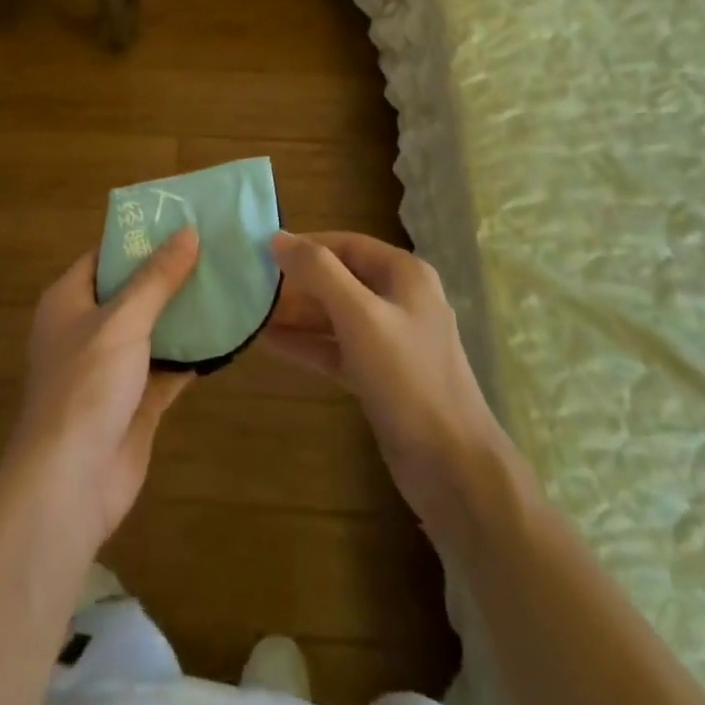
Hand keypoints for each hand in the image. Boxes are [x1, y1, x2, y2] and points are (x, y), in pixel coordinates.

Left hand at [3, 227, 199, 552]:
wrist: (70, 483)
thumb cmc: (86, 385)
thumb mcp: (123, 320)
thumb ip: (157, 278)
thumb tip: (188, 231)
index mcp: (69, 301)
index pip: (106, 254)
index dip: (140, 236)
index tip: (181, 218)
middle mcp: (87, 329)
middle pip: (132, 290)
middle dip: (170, 272)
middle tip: (214, 246)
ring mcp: (111, 368)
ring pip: (153, 328)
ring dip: (185, 312)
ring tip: (227, 281)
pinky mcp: (135, 401)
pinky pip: (168, 366)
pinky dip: (193, 353)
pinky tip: (226, 333)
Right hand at [265, 231, 513, 530]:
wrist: (452, 466)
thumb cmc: (407, 377)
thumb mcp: (359, 316)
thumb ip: (319, 272)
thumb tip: (277, 238)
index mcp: (405, 274)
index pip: (347, 243)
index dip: (306, 244)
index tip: (263, 250)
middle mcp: (400, 300)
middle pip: (340, 278)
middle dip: (298, 282)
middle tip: (251, 285)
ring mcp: (392, 340)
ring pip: (336, 316)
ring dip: (298, 314)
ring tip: (252, 313)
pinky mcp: (381, 376)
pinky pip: (337, 348)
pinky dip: (308, 344)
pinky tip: (271, 343)